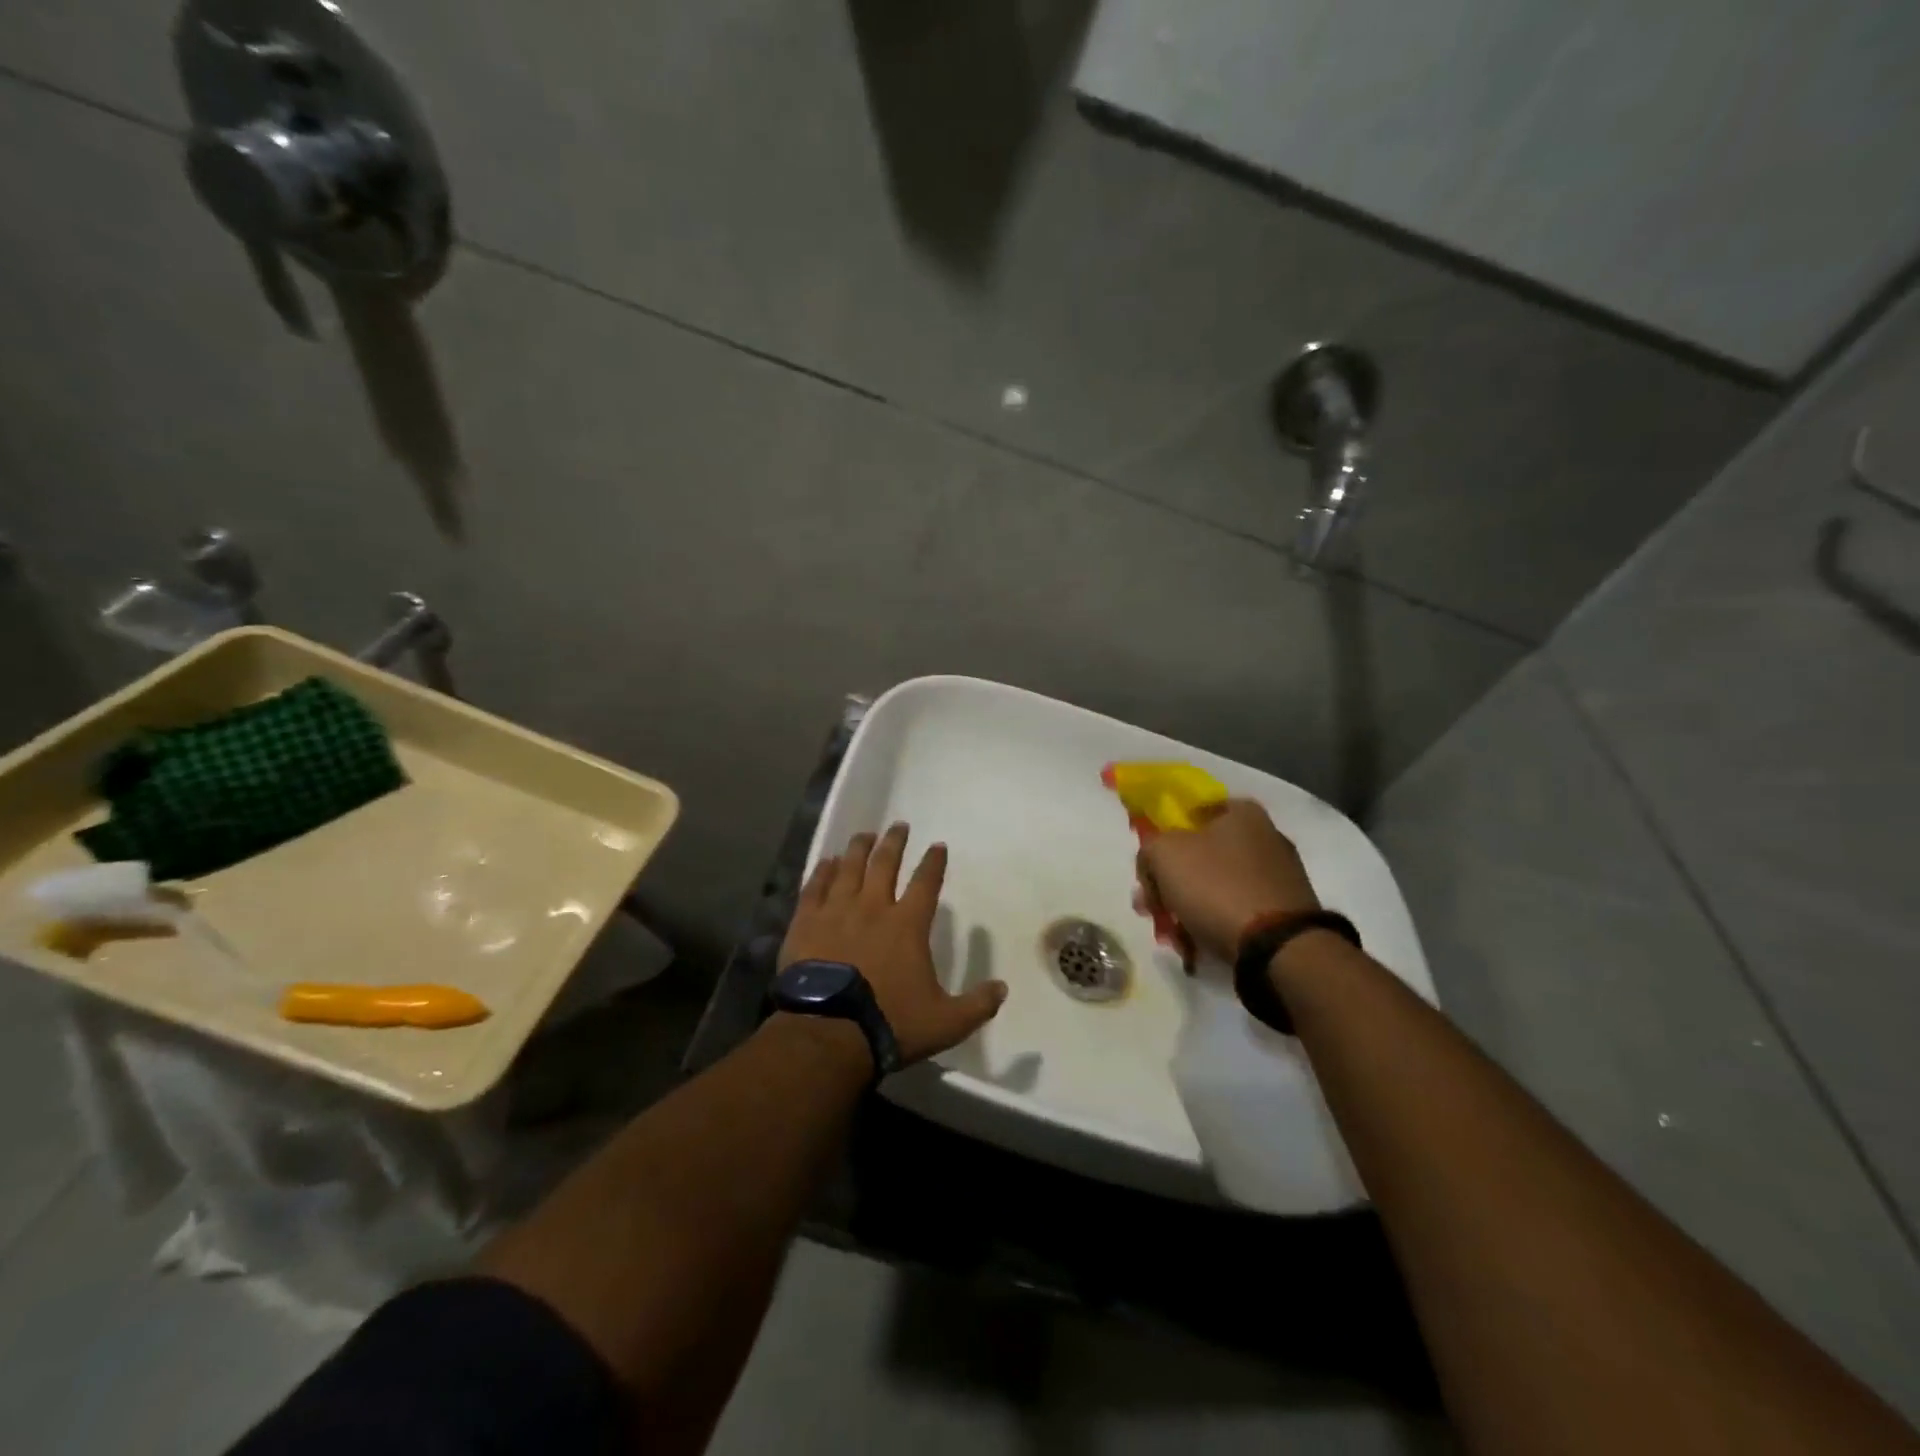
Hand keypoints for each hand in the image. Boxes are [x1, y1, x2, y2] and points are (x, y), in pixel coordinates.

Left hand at [780, 824, 1007, 1065]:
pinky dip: (823, 871)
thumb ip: (977, 1005)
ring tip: (865, 835)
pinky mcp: (806, 923)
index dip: (934, 862)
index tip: (938, 845)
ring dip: (859, 848)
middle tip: (898, 825)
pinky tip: (827, 861)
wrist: (828, 1032)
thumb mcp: (946, 1022)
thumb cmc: (890, 1023)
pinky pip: (815, 887)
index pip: (926, 883)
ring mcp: (836, 911)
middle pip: (885, 864)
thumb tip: (1003, 988)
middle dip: (894, 842)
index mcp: (907, 924)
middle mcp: (873, 907)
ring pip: (849, 868)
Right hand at [1136, 800, 1319, 963]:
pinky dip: (1214, 922)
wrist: (1276, 947)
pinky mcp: (1285, 910)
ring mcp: (1279, 875)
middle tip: (1151, 908)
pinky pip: (1237, 909)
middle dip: (1169, 882)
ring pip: (1215, 884)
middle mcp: (1266, 836)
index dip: (1162, 837)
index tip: (1148, 868)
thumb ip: (1149, 847)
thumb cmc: (1216, 887)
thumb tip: (1154, 862)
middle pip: (1200, 853)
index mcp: (1242, 812)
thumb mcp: (1163, 854)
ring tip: (1172, 935)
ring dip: (1187, 906)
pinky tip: (1197, 945)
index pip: (1190, 813)